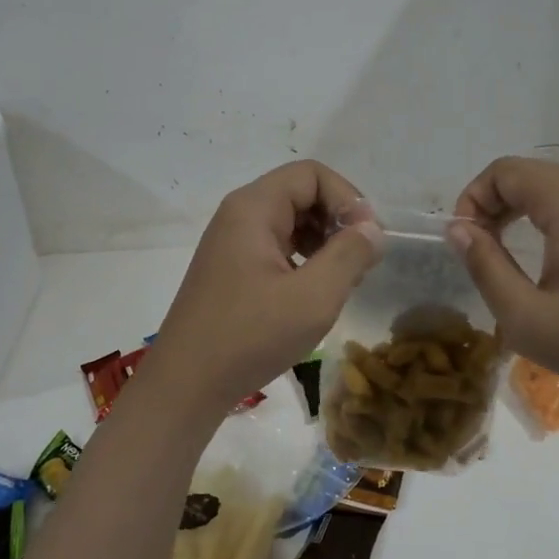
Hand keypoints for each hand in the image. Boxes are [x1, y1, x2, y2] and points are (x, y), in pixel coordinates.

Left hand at [142, 161, 383, 415]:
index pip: (312, 174)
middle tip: (359, 262)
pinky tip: (315, 292)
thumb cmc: (250, 336)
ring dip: (324, 241)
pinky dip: (304, 259)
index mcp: (254, 208)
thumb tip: (372, 228)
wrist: (186, 384)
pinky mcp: (232, 269)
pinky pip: (277, 246)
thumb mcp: (313, 297)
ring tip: (343, 279)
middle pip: (301, 193)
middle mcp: (239, 215)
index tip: (366, 239)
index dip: (347, 198)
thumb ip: (350, 255)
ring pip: (291, 221)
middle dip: (337, 220)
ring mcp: (232, 242)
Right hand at [449, 157, 558, 406]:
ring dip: (517, 213)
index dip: (471, 200)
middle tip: (478, 251)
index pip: (503, 171)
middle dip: (491, 205)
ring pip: (550, 189)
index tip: (463, 244)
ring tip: (504, 257)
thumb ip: (484, 265)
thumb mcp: (525, 315)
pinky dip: (546, 220)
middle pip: (526, 175)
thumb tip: (457, 229)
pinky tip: (545, 262)